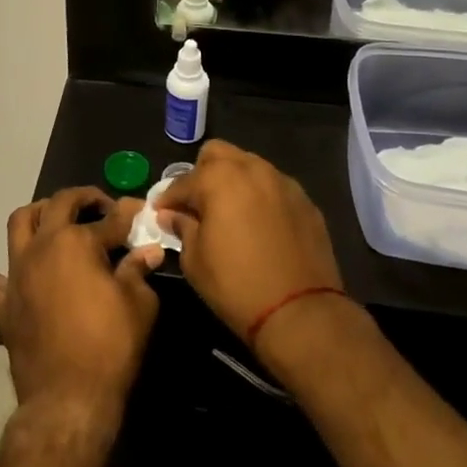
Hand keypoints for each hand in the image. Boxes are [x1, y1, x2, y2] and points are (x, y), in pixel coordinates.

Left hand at [0, 189, 165, 415]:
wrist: (70, 398)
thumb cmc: (111, 346)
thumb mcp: (140, 304)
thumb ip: (139, 270)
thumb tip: (149, 250)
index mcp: (77, 242)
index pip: (109, 219)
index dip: (128, 215)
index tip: (138, 212)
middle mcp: (42, 246)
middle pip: (59, 204)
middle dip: (83, 199)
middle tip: (101, 210)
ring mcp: (16, 274)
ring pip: (19, 224)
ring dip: (38, 215)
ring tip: (56, 225)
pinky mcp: (1, 306)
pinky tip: (10, 280)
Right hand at [156, 141, 344, 360]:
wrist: (301, 312)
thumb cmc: (236, 285)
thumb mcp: (195, 261)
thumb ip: (182, 228)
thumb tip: (173, 215)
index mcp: (218, 178)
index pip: (183, 181)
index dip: (168, 198)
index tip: (161, 213)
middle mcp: (252, 169)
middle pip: (218, 154)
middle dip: (202, 174)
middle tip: (197, 204)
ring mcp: (282, 182)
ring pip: (249, 166)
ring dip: (234, 182)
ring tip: (230, 213)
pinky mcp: (305, 201)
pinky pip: (274, 188)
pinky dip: (260, 198)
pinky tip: (259, 225)